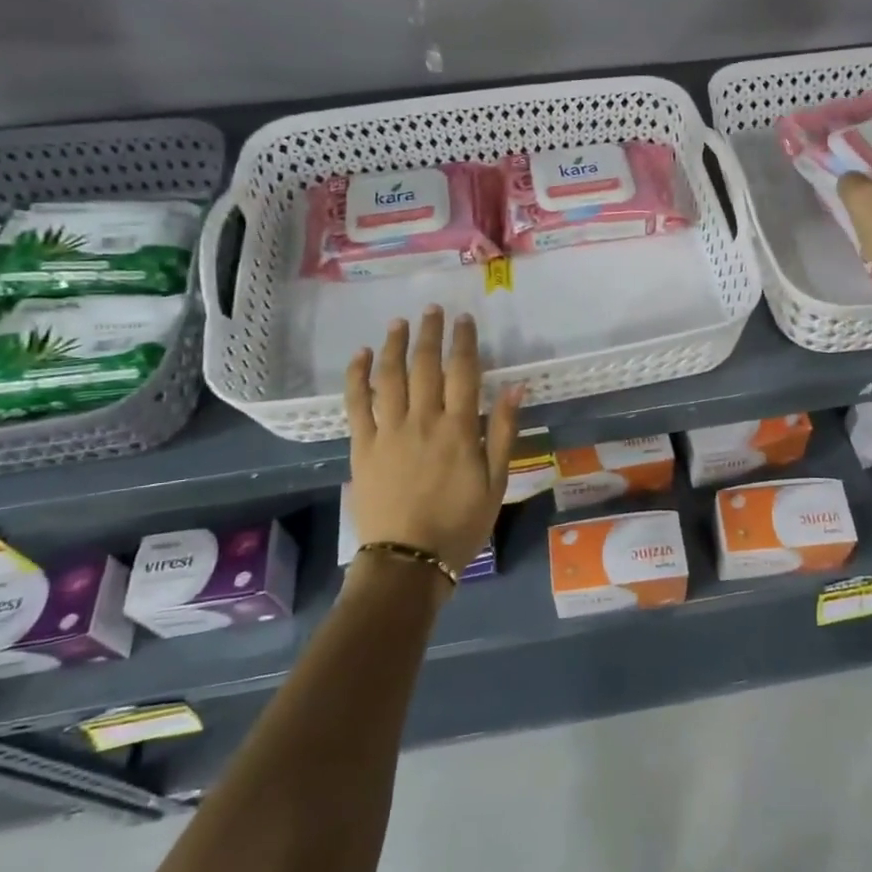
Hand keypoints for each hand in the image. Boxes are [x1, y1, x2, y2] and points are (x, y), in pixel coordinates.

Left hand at [345, 307, 523, 576]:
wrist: (408, 560)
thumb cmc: (460, 523)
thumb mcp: (496, 482)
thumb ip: (503, 431)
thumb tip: (516, 387)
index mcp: (458, 429)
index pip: (463, 371)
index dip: (464, 341)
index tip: (465, 319)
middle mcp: (422, 420)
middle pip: (425, 365)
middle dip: (430, 333)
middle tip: (432, 310)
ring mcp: (388, 431)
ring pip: (390, 376)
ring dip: (395, 345)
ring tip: (400, 322)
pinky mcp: (362, 445)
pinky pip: (356, 403)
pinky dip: (358, 376)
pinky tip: (361, 355)